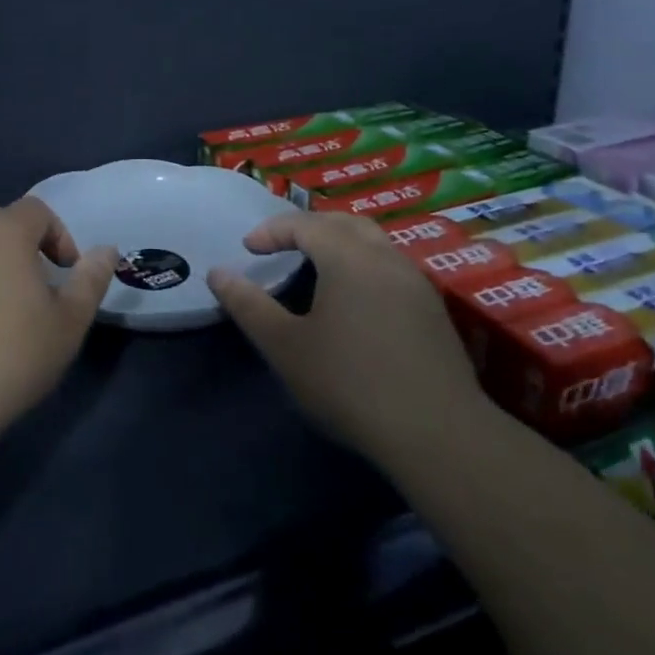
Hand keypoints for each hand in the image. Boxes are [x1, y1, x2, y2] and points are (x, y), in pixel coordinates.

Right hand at [210, 211, 486, 473]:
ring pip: (372, 240)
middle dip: (307, 227)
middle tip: (281, 245)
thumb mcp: (285, 347)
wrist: (437, 433)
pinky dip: (363, 263)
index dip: (272, 230)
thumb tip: (217, 273)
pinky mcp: (432, 308)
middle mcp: (384, 256)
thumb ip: (248, 305)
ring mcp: (414, 280)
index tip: (248, 249)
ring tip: (316, 266)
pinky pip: (390, 265)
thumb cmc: (350, 383)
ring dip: (339, 242)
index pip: (304, 224)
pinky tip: (355, 298)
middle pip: (343, 222)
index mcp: (347, 257)